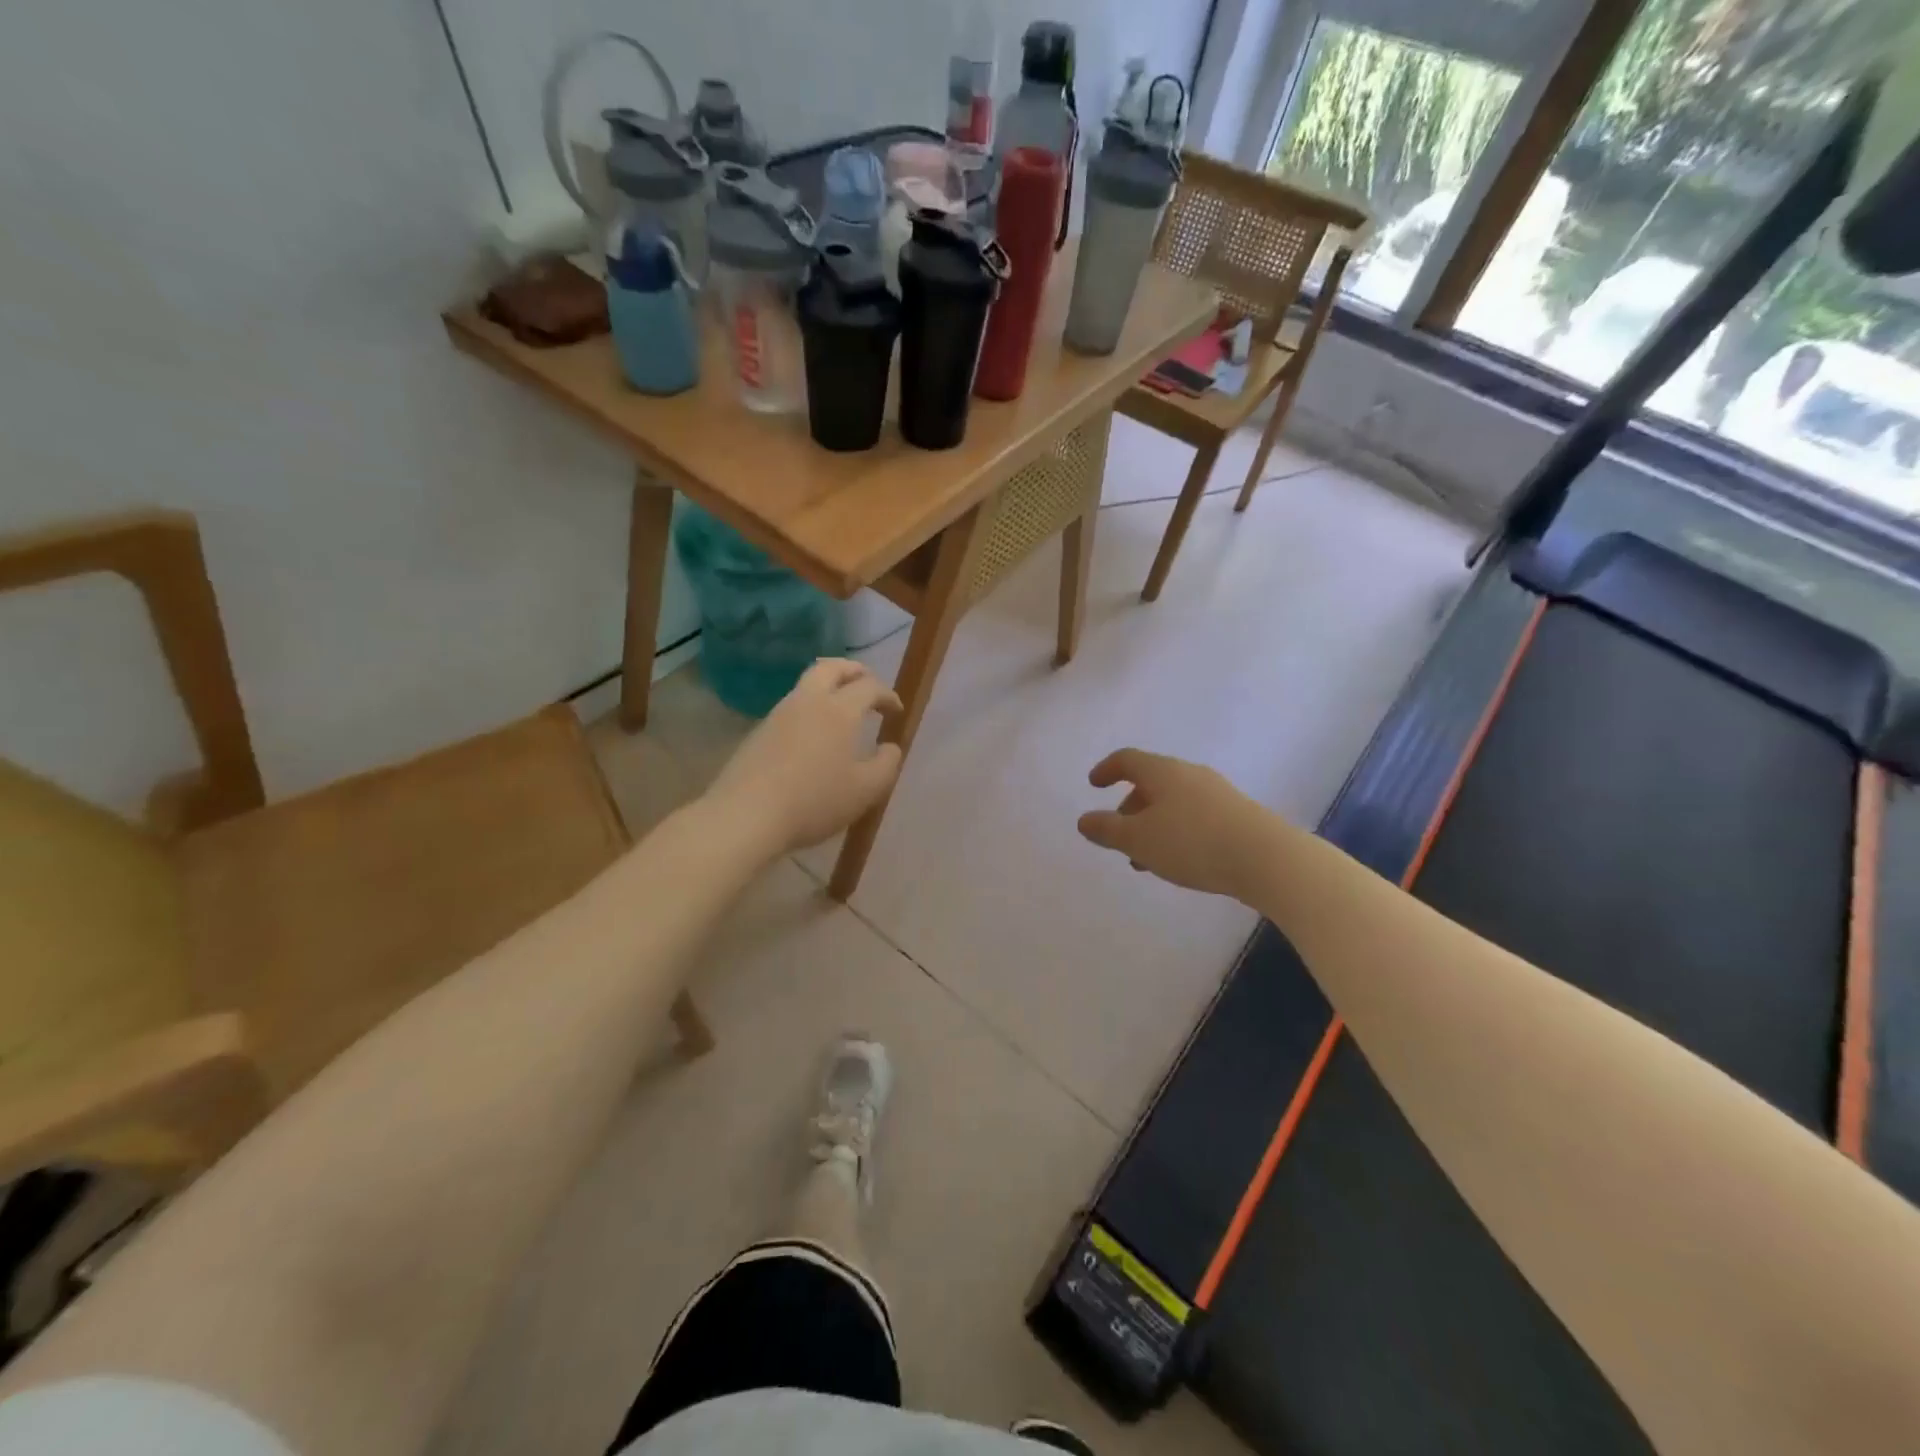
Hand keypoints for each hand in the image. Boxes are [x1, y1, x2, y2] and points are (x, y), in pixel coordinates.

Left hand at [706, 659, 903, 857]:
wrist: (746, 815)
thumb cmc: (814, 801)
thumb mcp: (865, 790)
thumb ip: (886, 765)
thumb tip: (890, 747)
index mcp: (839, 710)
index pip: (869, 687)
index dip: (887, 695)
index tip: (897, 711)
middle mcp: (808, 701)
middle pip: (832, 668)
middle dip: (854, 670)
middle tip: (867, 683)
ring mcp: (779, 714)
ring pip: (807, 684)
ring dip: (829, 686)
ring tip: (841, 707)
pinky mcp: (759, 731)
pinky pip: (791, 706)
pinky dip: (810, 706)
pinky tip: (813, 732)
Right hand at [1077, 749, 1277, 899]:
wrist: (1266, 858)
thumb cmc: (1191, 842)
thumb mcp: (1138, 840)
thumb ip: (1107, 830)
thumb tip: (1084, 820)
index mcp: (1162, 772)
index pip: (1127, 759)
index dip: (1107, 769)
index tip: (1094, 784)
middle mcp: (1189, 774)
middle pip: (1151, 782)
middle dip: (1130, 807)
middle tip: (1119, 837)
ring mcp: (1216, 793)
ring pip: (1173, 802)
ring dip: (1153, 825)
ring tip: (1146, 860)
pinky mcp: (1236, 814)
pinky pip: (1194, 816)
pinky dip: (1176, 831)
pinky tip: (1179, 860)